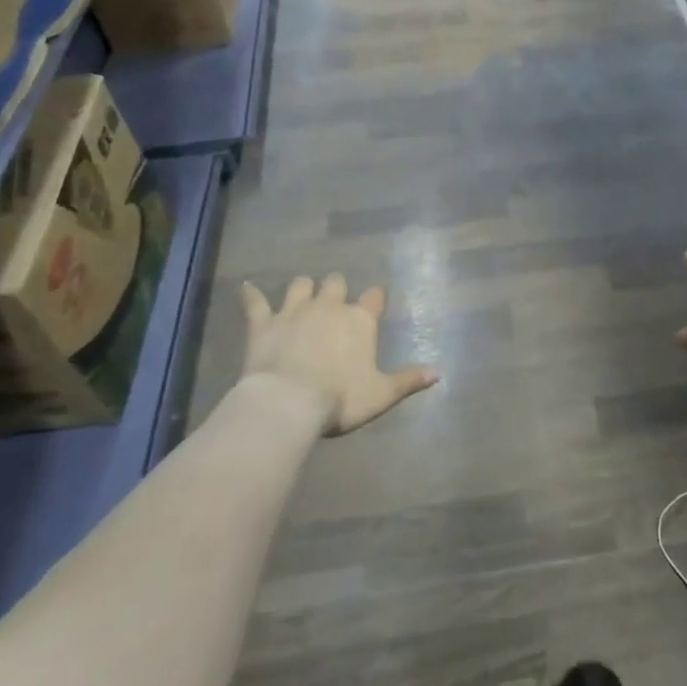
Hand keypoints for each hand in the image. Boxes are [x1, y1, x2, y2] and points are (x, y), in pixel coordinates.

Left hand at [239, 275, 438, 435]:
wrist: (288, 402)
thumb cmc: (340, 398)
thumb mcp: (381, 394)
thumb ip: (408, 380)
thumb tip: (439, 372)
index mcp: (360, 320)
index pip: (374, 297)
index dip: (376, 296)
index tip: (377, 298)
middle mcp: (329, 307)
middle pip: (336, 283)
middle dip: (337, 288)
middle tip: (336, 301)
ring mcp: (294, 311)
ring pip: (301, 285)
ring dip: (303, 288)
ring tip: (303, 295)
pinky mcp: (263, 323)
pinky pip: (256, 302)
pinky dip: (251, 295)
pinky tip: (247, 288)